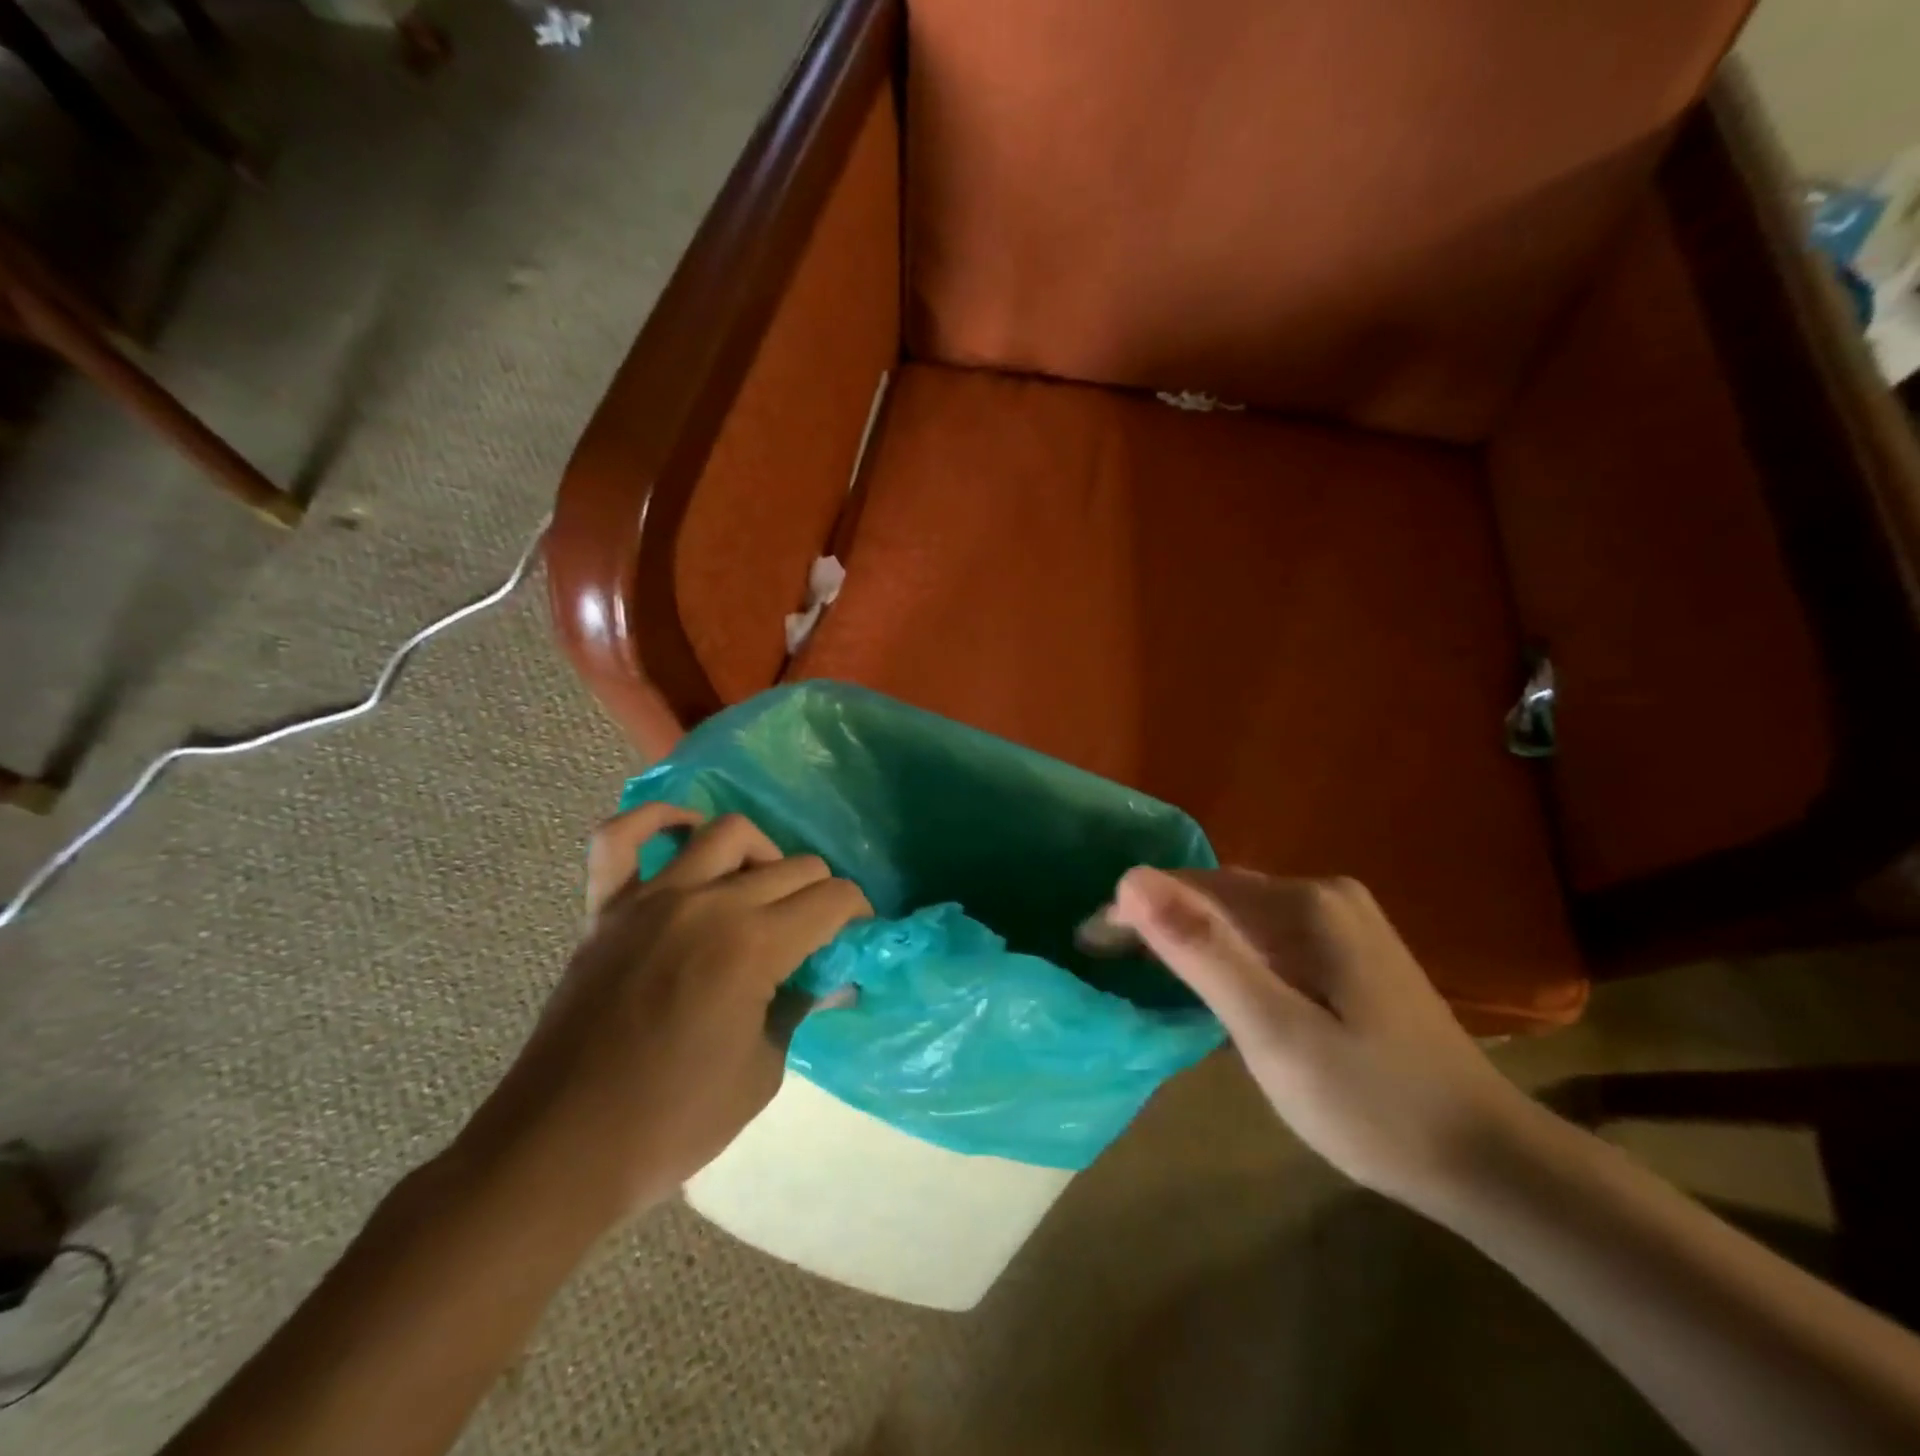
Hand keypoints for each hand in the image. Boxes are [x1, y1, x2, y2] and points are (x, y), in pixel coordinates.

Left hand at [453, 805, 871, 1221]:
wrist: (561, 1150)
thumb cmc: (673, 1121)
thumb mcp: (763, 1072)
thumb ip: (800, 1006)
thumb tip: (830, 976)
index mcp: (752, 947)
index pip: (833, 899)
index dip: (858, 915)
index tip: (857, 940)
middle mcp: (707, 905)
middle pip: (793, 865)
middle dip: (822, 893)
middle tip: (818, 933)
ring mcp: (651, 899)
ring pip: (727, 832)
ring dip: (762, 855)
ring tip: (761, 892)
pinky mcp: (606, 908)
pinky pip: (622, 837)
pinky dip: (657, 821)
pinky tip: (685, 835)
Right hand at [1096, 868, 1532, 1212]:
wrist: (1487, 1160)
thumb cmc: (1370, 1103)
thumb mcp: (1273, 1032)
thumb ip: (1202, 951)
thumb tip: (1130, 879)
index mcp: (1304, 904)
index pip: (1193, 886)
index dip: (1134, 909)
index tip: (1088, 942)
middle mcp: (1324, 893)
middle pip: (1217, 893)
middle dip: (1158, 919)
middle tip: (1106, 955)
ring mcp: (1343, 918)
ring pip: (1241, 912)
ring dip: (1190, 932)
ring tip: (1143, 963)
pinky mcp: (1351, 947)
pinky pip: (1268, 931)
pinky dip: (1228, 948)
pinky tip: (1213, 974)